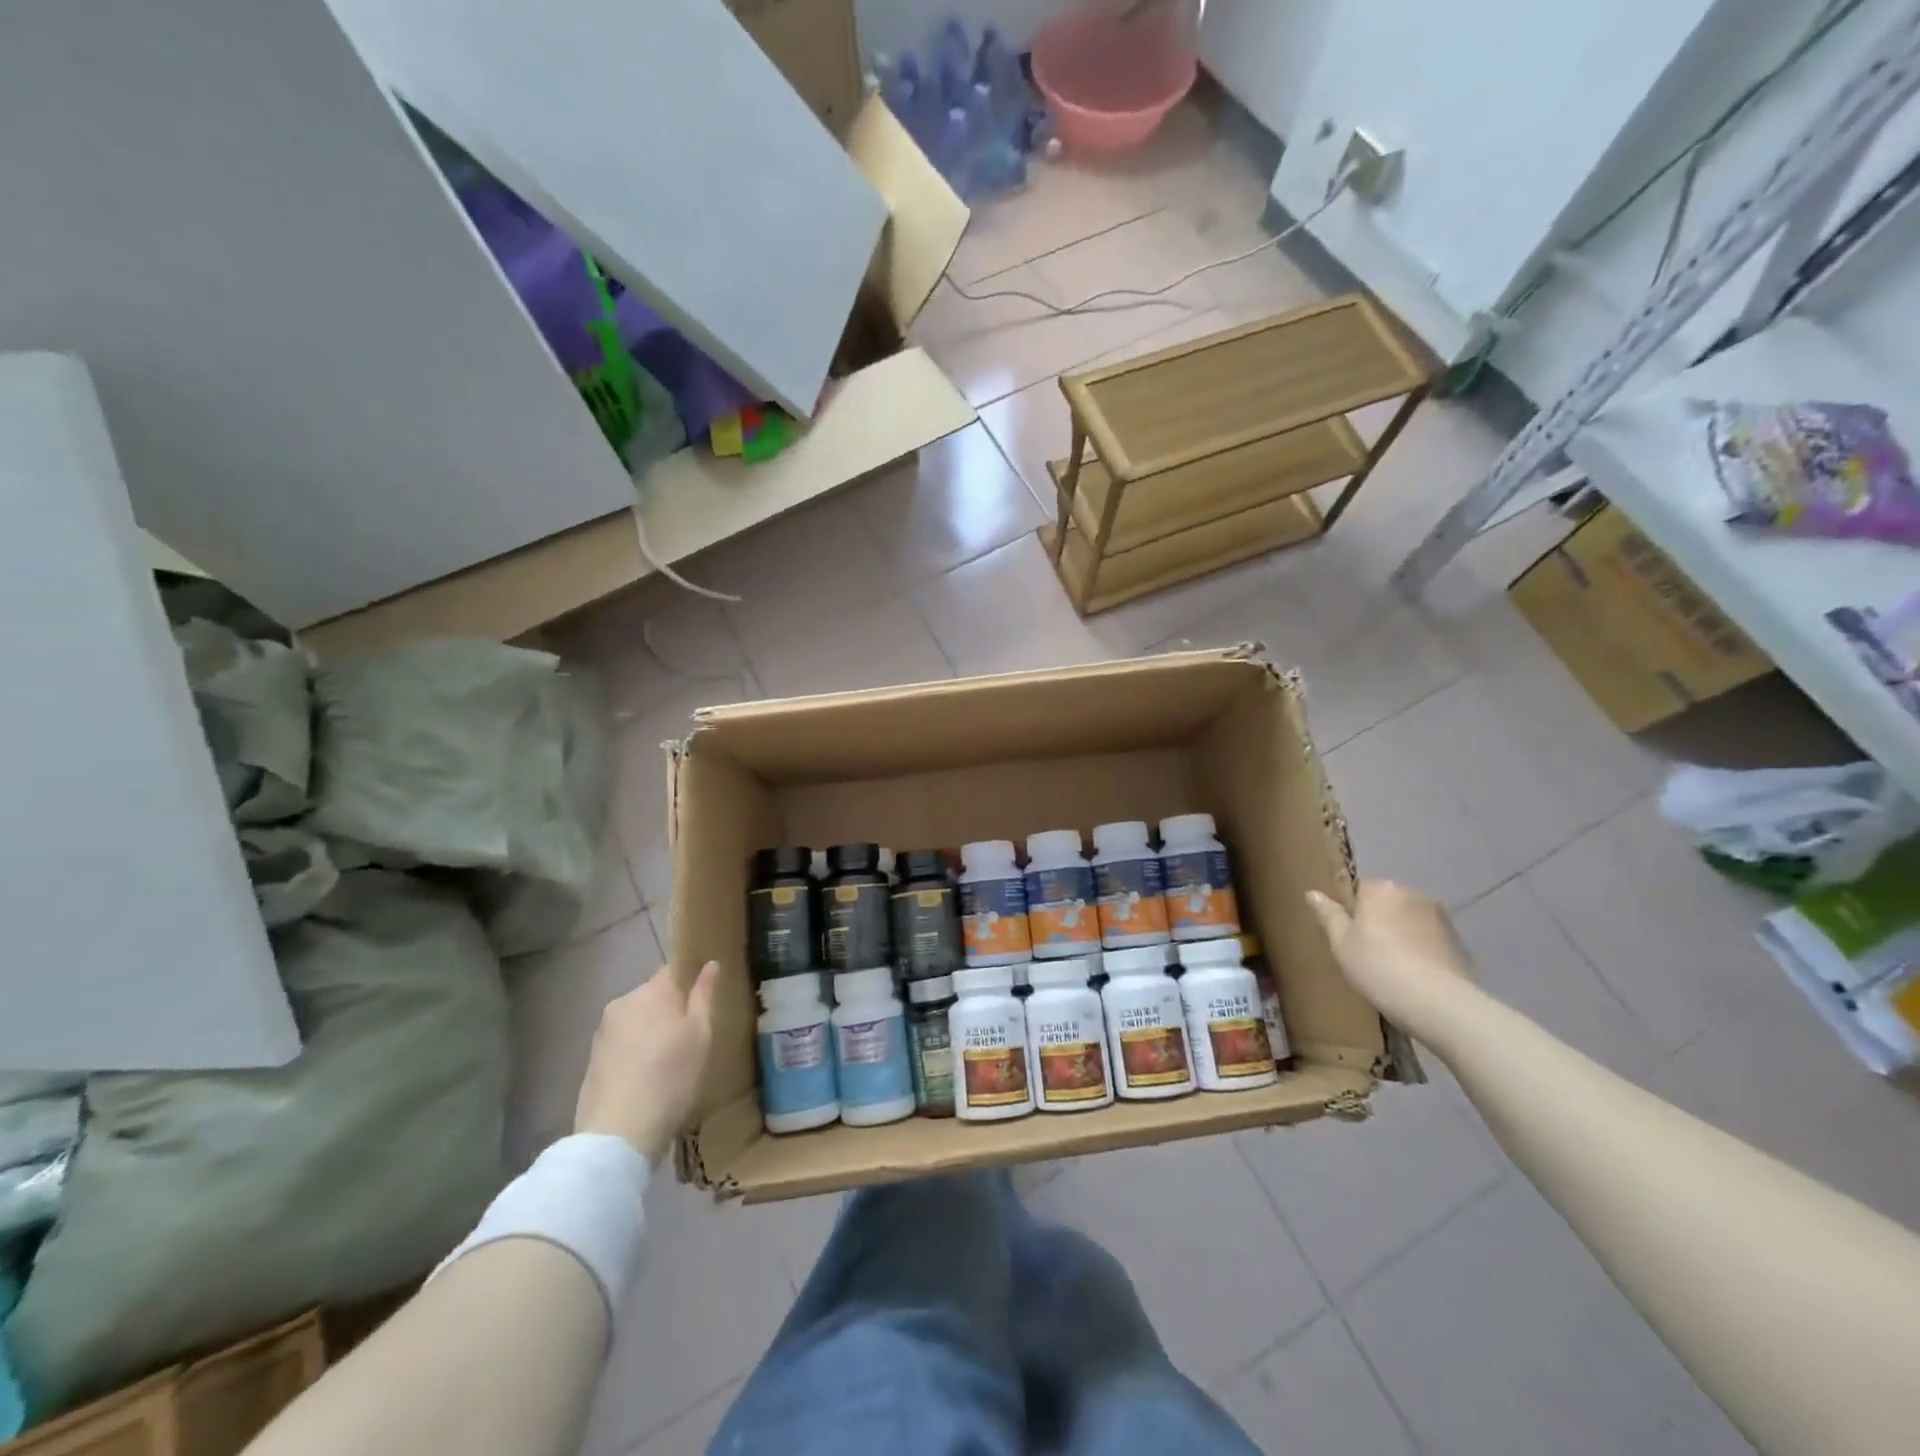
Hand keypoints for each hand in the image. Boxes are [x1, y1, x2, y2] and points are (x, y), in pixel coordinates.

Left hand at [575, 961, 719, 1164]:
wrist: (618, 1134)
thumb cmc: (670, 1077)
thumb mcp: (701, 1035)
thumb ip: (704, 995)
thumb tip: (709, 964)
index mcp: (651, 991)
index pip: (674, 969)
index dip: (691, 979)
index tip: (705, 996)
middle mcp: (623, 1003)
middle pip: (654, 995)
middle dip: (671, 1008)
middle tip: (692, 1035)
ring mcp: (603, 1032)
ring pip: (638, 1020)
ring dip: (653, 1031)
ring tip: (671, 1060)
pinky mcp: (592, 1059)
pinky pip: (623, 1042)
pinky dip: (637, 1051)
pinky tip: (648, 1076)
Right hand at [1307, 881, 1473, 1036]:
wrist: (1438, 1003)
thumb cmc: (1378, 967)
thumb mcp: (1341, 943)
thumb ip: (1328, 915)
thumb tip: (1312, 892)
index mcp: (1381, 889)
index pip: (1359, 889)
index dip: (1351, 912)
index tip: (1348, 936)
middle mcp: (1413, 894)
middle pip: (1387, 903)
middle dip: (1379, 921)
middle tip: (1367, 953)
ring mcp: (1441, 918)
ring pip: (1410, 921)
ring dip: (1402, 935)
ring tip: (1394, 968)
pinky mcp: (1460, 942)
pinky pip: (1430, 940)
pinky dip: (1422, 951)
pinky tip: (1416, 977)